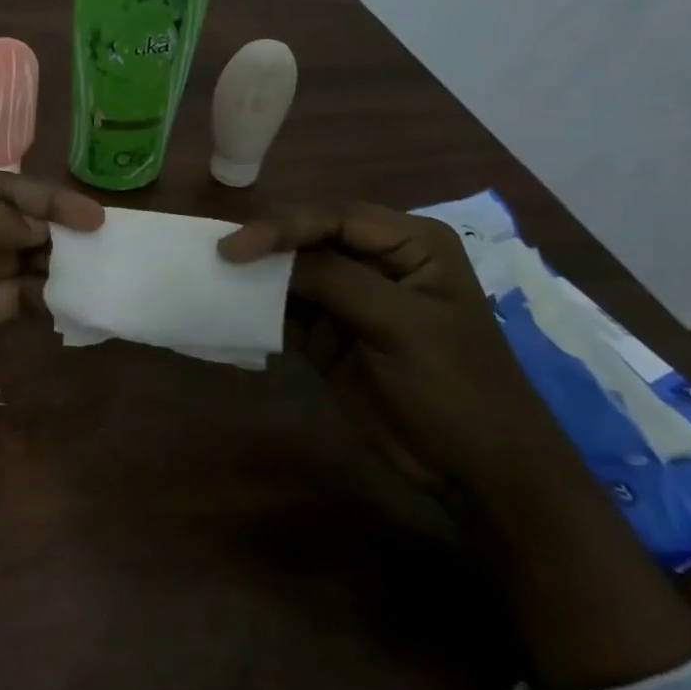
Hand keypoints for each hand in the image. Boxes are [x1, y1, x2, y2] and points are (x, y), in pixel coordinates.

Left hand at [0, 171, 105, 434]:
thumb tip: (39, 223)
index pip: (3, 187)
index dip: (48, 199)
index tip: (92, 218)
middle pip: (17, 219)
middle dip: (56, 230)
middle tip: (102, 246)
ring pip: (22, 255)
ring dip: (55, 262)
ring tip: (94, 273)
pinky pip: (19, 293)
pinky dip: (44, 295)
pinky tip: (69, 302)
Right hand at [221, 200, 690, 689]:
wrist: (479, 473)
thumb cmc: (455, 387)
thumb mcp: (400, 325)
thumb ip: (333, 280)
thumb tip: (262, 253)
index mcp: (409, 242)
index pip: (333, 217)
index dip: (281, 226)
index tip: (233, 247)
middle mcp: (377, 259)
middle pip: (307, 237)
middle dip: (264, 244)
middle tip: (215, 255)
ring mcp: (351, 297)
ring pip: (291, 271)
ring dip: (255, 275)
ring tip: (211, 275)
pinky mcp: (329, 333)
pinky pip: (285, 308)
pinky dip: (258, 307)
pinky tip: (228, 306)